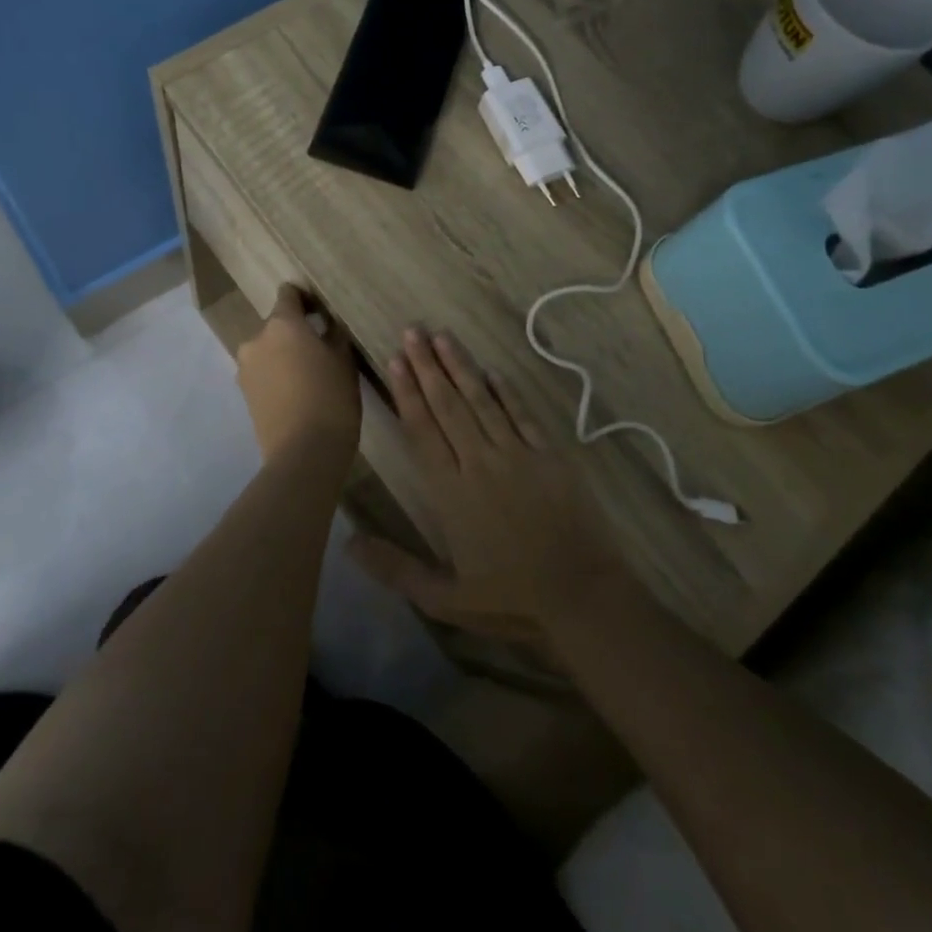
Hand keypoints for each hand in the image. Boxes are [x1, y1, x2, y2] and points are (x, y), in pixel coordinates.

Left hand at [235, 284, 360, 461]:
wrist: (303, 453)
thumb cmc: (331, 399)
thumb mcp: (344, 362)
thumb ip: (334, 336)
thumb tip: (327, 325)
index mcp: (282, 325)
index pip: (288, 294)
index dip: (305, 299)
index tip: (321, 312)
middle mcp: (256, 339)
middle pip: (277, 325)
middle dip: (295, 333)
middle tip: (320, 351)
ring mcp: (245, 367)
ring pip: (268, 351)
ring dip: (284, 356)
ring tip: (308, 377)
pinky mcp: (243, 393)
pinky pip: (262, 373)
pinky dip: (276, 376)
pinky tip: (296, 394)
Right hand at [347, 328, 625, 645]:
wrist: (583, 596)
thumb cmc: (511, 599)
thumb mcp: (444, 597)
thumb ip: (395, 568)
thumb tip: (348, 542)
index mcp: (451, 491)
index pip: (422, 430)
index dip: (407, 392)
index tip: (395, 360)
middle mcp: (480, 462)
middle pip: (448, 405)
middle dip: (427, 366)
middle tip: (412, 331)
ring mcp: (517, 455)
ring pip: (482, 401)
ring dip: (461, 367)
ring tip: (442, 336)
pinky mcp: (549, 456)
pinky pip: (522, 415)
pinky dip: (505, 391)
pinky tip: (492, 371)